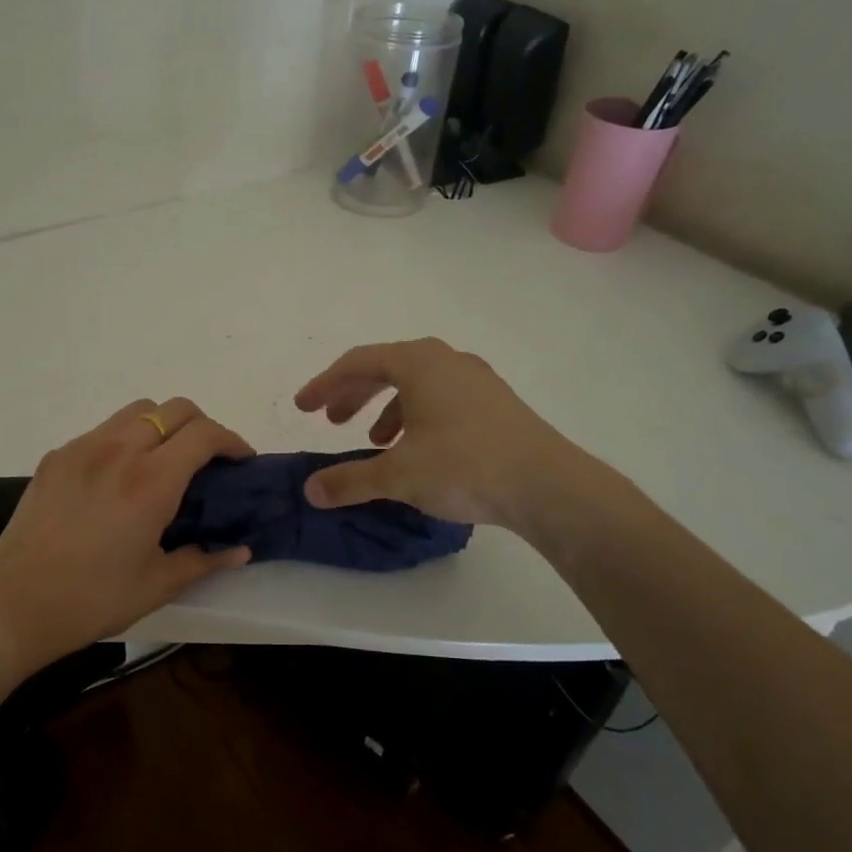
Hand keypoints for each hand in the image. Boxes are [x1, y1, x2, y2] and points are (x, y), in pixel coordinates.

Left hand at [0, 397, 253, 671]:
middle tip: (208, 459)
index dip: (232, 441)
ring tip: (164, 461)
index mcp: (151, 481)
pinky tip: (120, 477)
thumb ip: (205, 560)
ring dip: (163, 425)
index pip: (204, 434)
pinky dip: (126, 438)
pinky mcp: (56, 456)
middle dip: (201, 425)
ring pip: (136, 411)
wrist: (14, 605)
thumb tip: (241, 551)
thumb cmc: (93, 599)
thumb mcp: (158, 585)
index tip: (241, 461)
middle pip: (174, 408)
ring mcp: (83, 448)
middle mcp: (119, 451)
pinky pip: (103, 430)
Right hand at [295, 338, 591, 534]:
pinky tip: (416, 449)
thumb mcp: (398, 475)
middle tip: (330, 420)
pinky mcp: (495, 403)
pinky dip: (416, 416)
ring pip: (416, 384)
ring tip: (372, 442)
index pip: (357, 363)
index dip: (324, 385)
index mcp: (418, 363)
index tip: (303, 408)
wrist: (548, 485)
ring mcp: (476, 379)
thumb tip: (310, 491)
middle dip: (353, 394)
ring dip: (385, 408)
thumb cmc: (465, 466)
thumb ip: (349, 480)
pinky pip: (441, 398)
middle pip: (385, 368)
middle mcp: (446, 360)